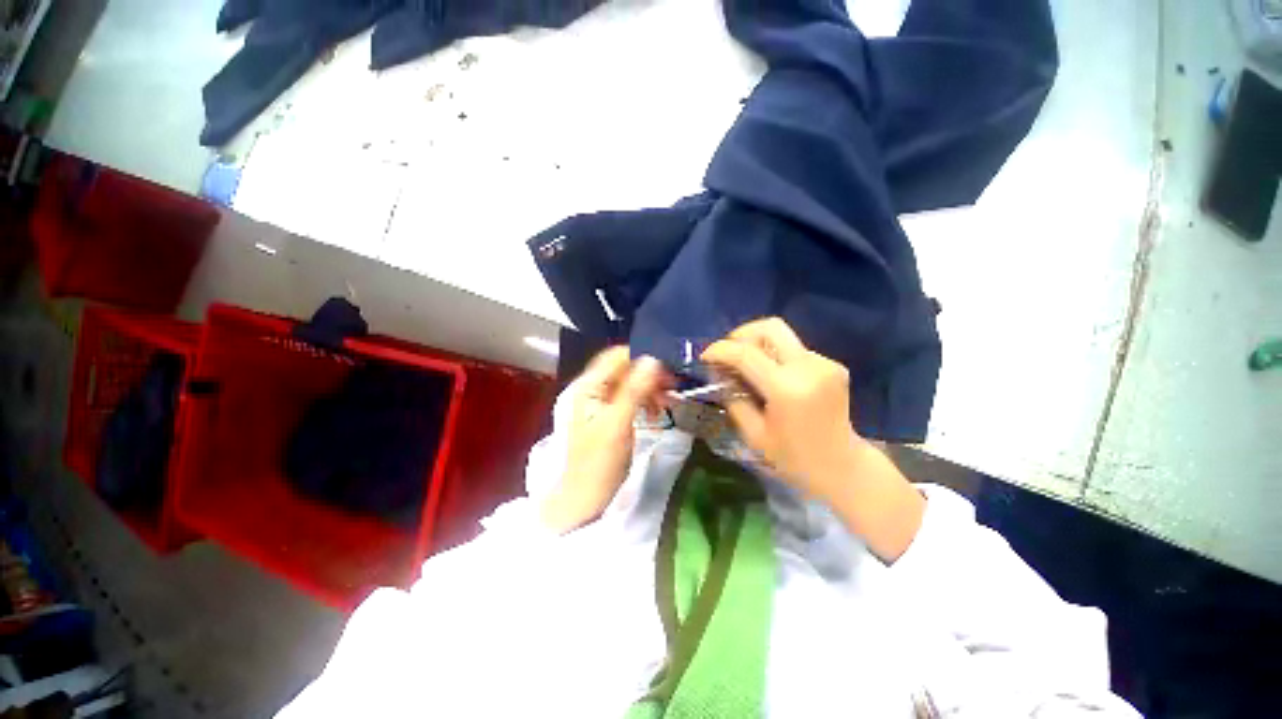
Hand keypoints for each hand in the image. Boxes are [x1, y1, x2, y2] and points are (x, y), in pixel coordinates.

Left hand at [540, 348, 669, 533]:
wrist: (582, 501)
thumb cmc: (597, 464)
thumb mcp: (618, 425)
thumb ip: (634, 390)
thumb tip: (654, 359)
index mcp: (586, 386)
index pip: (617, 356)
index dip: (643, 358)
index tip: (669, 370)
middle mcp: (590, 388)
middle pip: (624, 368)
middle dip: (649, 376)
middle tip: (672, 390)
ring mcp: (598, 402)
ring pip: (629, 383)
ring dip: (649, 390)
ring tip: (666, 405)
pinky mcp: (607, 415)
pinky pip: (629, 398)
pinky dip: (644, 402)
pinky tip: (655, 414)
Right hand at [701, 318, 924, 561]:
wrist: (842, 466)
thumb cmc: (793, 458)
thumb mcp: (753, 433)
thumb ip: (733, 398)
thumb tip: (718, 373)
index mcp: (787, 389)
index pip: (746, 354)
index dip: (720, 350)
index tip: (705, 356)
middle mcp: (808, 367)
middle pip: (770, 327)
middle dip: (741, 334)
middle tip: (727, 352)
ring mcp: (824, 363)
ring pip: (782, 336)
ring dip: (757, 345)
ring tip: (745, 365)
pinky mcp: (831, 364)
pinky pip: (793, 349)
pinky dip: (775, 356)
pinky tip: (770, 375)